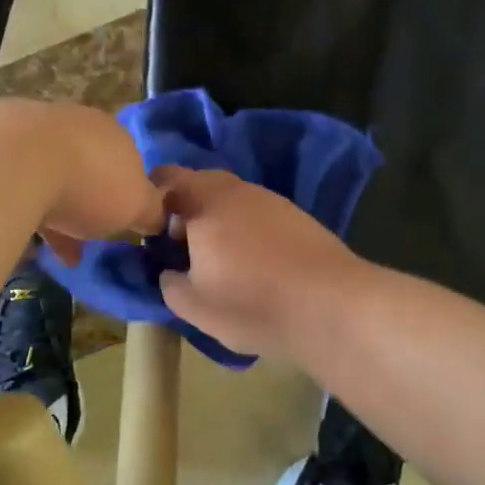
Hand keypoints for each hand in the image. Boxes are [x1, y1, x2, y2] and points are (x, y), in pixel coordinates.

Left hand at [0, 101, 163, 261]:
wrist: (15, 161)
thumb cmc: (90, 183)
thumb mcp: (137, 206)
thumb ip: (152, 211)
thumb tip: (160, 217)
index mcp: (114, 133)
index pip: (129, 162)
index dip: (126, 195)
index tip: (121, 224)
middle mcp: (76, 124)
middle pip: (87, 167)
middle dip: (86, 203)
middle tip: (85, 239)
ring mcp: (32, 130)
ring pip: (48, 175)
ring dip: (53, 210)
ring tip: (52, 250)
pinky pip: (15, 183)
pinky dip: (22, 208)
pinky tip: (21, 237)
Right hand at [153, 165, 367, 361]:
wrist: (334, 305)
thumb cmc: (253, 303)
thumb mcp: (194, 307)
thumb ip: (169, 283)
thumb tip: (170, 272)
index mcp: (204, 202)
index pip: (165, 178)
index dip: (150, 202)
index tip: (151, 235)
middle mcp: (235, 189)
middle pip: (198, 184)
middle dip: (184, 211)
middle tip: (182, 249)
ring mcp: (269, 198)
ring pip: (229, 198)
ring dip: (216, 220)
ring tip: (220, 261)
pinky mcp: (295, 214)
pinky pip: (255, 211)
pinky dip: (244, 228)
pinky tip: (253, 263)